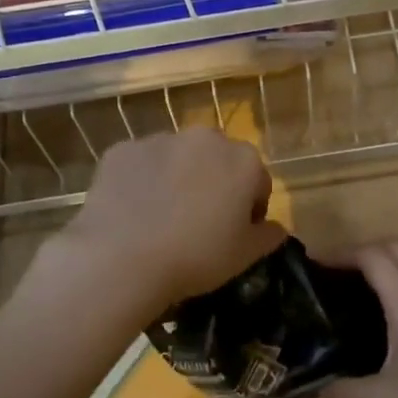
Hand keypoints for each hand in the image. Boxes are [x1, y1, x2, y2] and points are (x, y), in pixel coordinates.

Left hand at [58, 129, 285, 310]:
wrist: (120, 258)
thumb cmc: (195, 257)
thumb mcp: (244, 256)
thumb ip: (268, 236)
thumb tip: (276, 228)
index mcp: (244, 161)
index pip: (258, 182)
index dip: (249, 210)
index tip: (234, 234)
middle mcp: (205, 139)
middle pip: (218, 161)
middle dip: (213, 184)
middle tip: (198, 224)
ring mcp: (160, 140)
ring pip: (177, 159)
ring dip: (177, 179)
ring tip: (160, 219)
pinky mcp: (122, 150)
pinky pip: (140, 164)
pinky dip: (140, 181)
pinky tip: (132, 212)